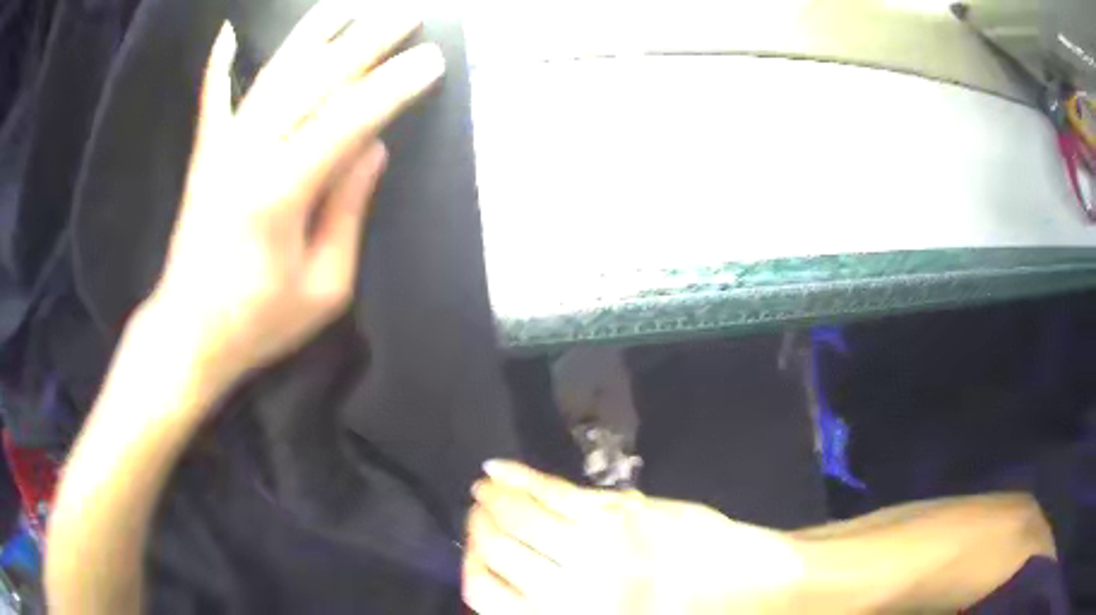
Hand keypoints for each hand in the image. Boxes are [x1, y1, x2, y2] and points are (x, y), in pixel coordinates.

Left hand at [151, 2, 443, 388]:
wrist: (188, 333)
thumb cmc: (258, 323)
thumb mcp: (323, 288)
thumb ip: (347, 212)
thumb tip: (373, 149)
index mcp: (280, 193)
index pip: (347, 121)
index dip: (392, 87)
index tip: (431, 59)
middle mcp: (248, 155)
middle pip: (313, 82)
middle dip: (365, 42)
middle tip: (406, 12)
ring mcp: (221, 149)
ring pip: (273, 76)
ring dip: (312, 34)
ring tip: (346, 3)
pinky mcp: (205, 155)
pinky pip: (212, 99)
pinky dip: (219, 64)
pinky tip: (227, 32)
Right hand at [464, 462, 804, 613]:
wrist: (749, 585)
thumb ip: (556, 612)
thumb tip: (506, 590)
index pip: (488, 596)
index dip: (470, 574)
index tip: (469, 560)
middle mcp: (575, 586)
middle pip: (499, 550)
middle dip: (477, 529)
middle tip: (471, 516)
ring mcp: (598, 543)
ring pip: (522, 517)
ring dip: (491, 501)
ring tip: (478, 491)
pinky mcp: (622, 510)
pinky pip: (558, 492)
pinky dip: (522, 478)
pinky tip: (496, 468)